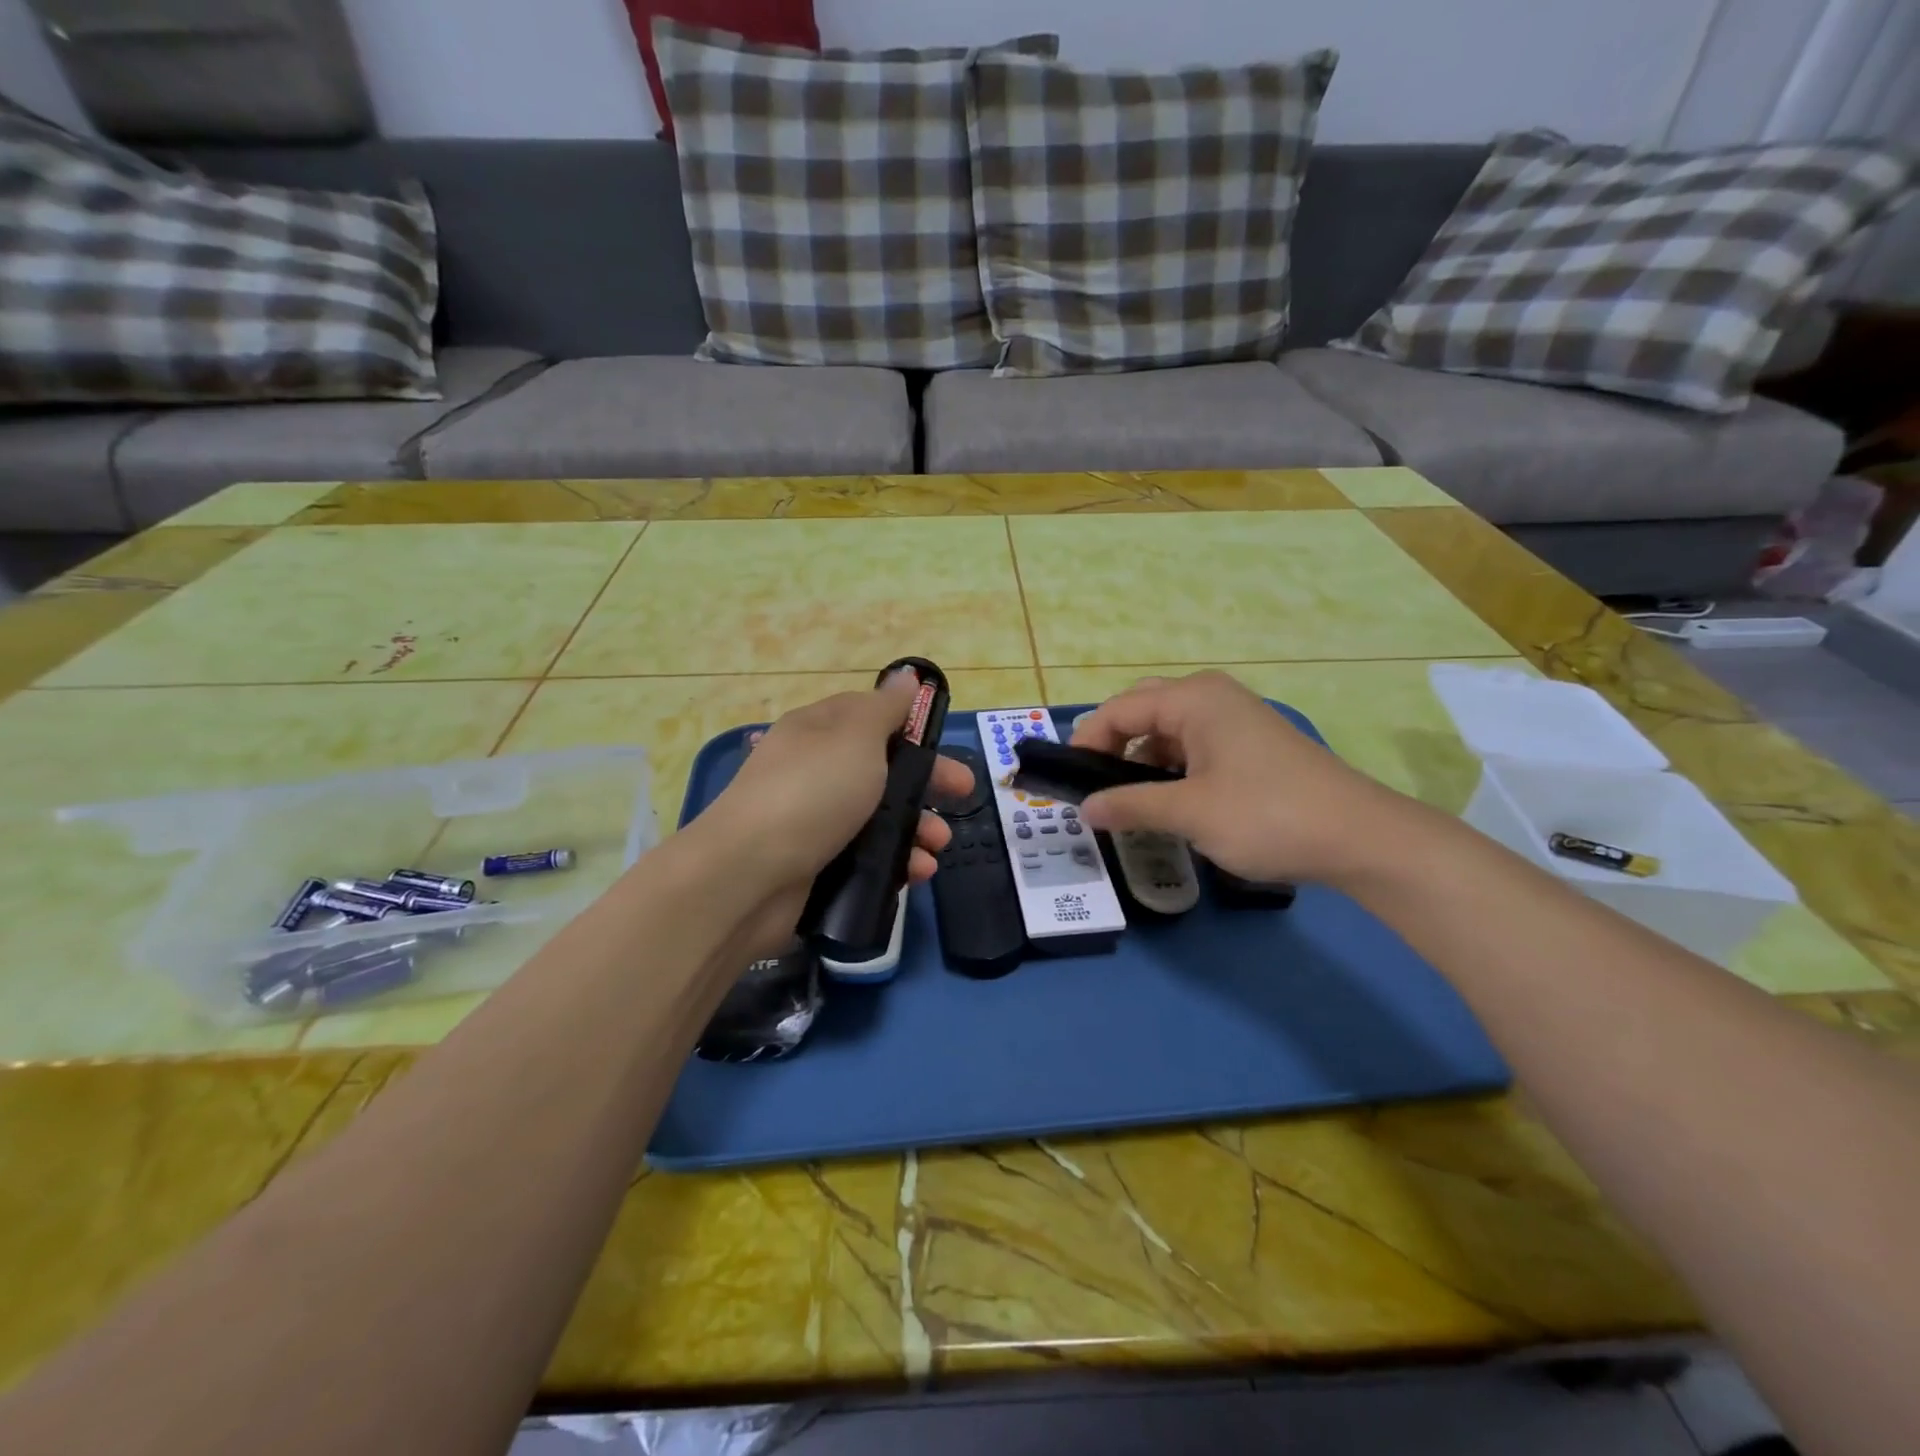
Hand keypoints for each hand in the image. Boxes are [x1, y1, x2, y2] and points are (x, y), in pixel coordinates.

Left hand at [692, 671, 972, 953]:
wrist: (749, 875)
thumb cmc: (812, 792)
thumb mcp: (855, 737)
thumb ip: (885, 709)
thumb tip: (903, 676)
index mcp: (819, 731)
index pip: (869, 717)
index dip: (908, 726)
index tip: (940, 742)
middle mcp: (816, 771)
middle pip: (882, 770)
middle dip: (926, 782)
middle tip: (963, 794)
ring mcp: (815, 821)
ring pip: (879, 818)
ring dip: (917, 828)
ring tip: (937, 846)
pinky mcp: (818, 866)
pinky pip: (868, 858)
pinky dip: (896, 863)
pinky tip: (916, 873)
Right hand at [1071, 670, 1413, 886]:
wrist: (1360, 837)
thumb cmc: (1267, 815)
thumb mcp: (1189, 813)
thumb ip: (1129, 805)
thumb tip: (1084, 809)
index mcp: (1193, 699)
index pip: (1119, 709)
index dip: (1087, 742)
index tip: (1069, 781)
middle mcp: (1211, 697)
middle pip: (1142, 711)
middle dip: (1112, 745)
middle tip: (1094, 785)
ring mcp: (1234, 720)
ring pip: (1168, 732)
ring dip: (1142, 761)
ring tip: (1127, 800)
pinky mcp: (1250, 745)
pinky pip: (1193, 747)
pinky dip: (1171, 770)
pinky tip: (1168, 801)